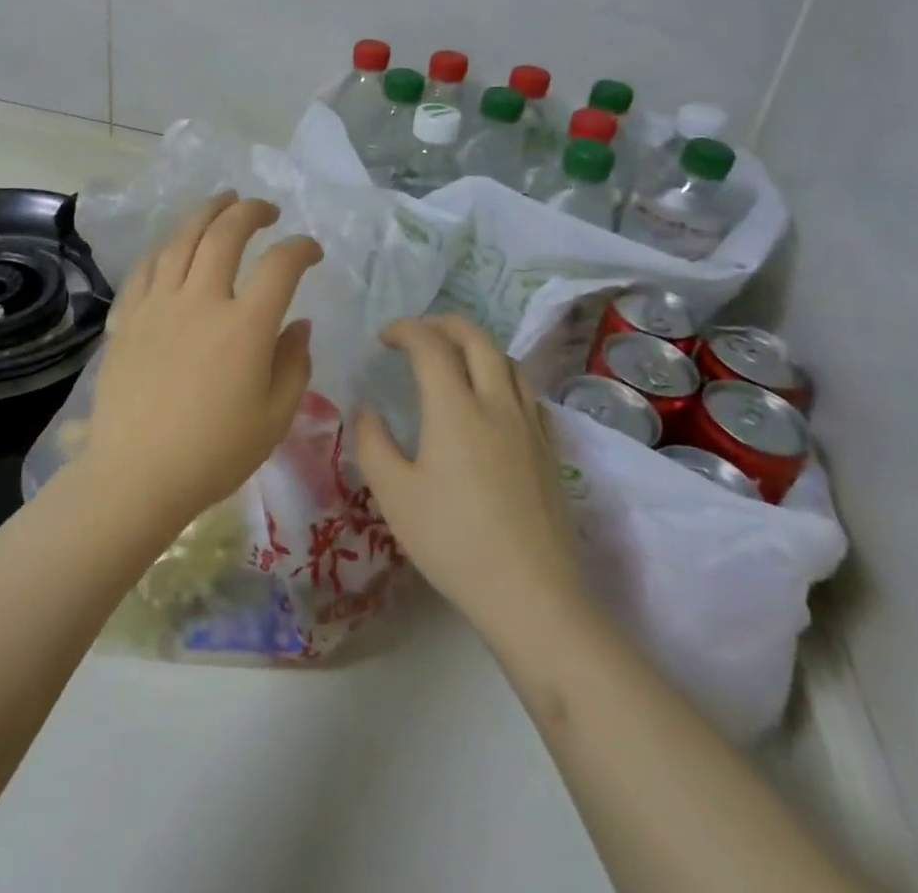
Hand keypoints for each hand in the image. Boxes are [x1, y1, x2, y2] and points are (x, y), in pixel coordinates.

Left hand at [85, 193, 322, 528]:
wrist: (136, 475)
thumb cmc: (214, 453)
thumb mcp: (274, 418)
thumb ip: (294, 364)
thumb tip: (299, 323)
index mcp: (245, 326)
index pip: (281, 265)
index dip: (302, 248)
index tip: (311, 251)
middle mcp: (201, 301)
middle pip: (226, 233)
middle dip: (251, 211)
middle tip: (266, 209)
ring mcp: (158, 304)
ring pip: (182, 239)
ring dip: (206, 212)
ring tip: (221, 202)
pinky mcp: (127, 317)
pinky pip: (147, 266)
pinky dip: (167, 247)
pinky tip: (175, 245)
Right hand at [355, 316, 582, 634]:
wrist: (532, 593)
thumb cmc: (453, 541)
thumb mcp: (394, 495)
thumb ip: (373, 444)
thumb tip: (367, 410)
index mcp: (455, 408)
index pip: (430, 345)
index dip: (405, 330)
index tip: (384, 338)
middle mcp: (496, 402)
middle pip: (476, 338)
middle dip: (444, 323)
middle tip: (419, 332)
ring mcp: (529, 423)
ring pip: (507, 360)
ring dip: (477, 345)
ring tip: (455, 357)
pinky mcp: (550, 447)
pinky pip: (527, 390)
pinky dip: (503, 374)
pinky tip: (494, 398)